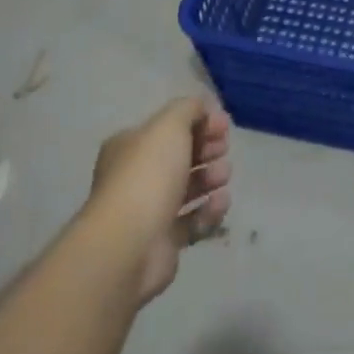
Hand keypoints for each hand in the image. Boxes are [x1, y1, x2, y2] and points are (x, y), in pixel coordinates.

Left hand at [86, 97, 232, 303]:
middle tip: (224, 149)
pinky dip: (209, 211)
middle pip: (179, 157)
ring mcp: (148, 211)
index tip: (224, 126)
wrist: (129, 245)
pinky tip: (220, 203)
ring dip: (210, 178)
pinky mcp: (163, 242)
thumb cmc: (148, 175)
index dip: (199, 122)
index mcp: (130, 146)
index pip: (168, 128)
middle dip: (206, 150)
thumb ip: (189, 109)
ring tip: (223, 177)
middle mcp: (136, 176)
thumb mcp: (170, 125)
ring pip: (187, 189)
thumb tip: (202, 108)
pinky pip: (192, 221)